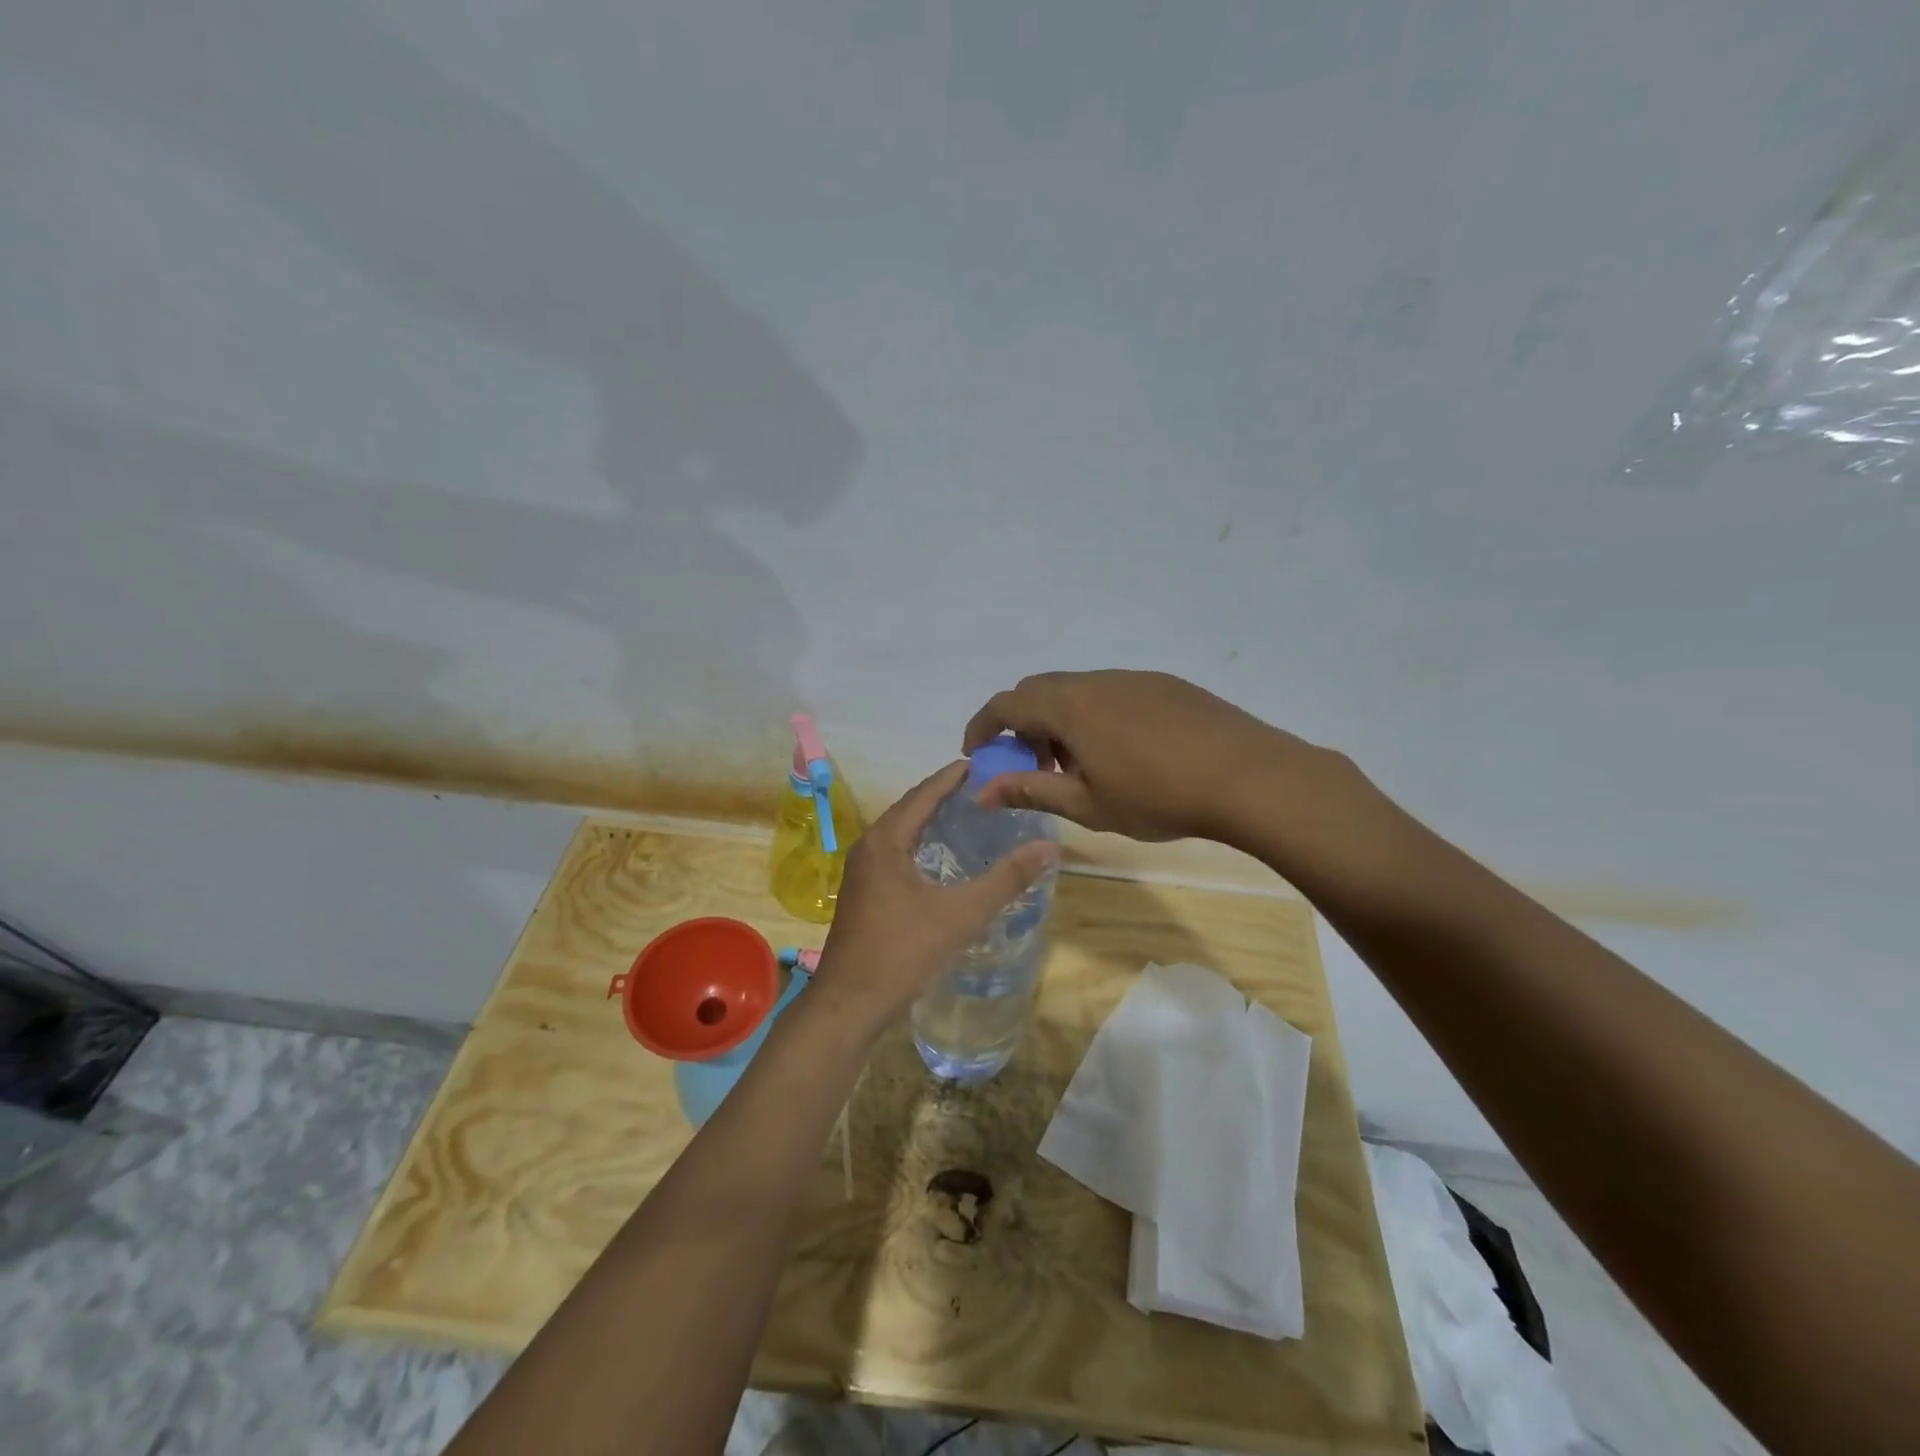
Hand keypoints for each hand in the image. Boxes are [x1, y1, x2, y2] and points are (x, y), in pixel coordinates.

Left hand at [809, 761, 1057, 1038]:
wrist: (849, 1004)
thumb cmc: (902, 952)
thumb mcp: (961, 914)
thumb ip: (1005, 879)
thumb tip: (1048, 847)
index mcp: (886, 840)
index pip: (925, 793)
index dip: (954, 776)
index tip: (986, 762)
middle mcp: (869, 846)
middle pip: (911, 807)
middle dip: (945, 795)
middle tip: (987, 788)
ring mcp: (863, 872)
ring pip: (902, 832)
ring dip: (932, 819)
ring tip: (971, 816)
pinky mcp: (864, 894)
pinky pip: (897, 853)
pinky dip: (922, 844)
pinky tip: (943, 859)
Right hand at [962, 669, 1352, 845]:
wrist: (1249, 777)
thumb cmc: (1158, 797)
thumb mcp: (1086, 804)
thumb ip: (1030, 791)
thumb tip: (982, 791)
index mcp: (1069, 706)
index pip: (1006, 703)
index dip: (983, 727)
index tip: (978, 755)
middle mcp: (1096, 681)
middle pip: (1039, 690)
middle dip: (1023, 726)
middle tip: (1034, 767)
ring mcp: (1134, 678)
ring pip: (1077, 691)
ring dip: (1061, 722)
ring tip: (1081, 767)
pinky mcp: (1165, 685)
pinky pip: (1112, 693)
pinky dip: (1095, 717)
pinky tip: (1124, 754)